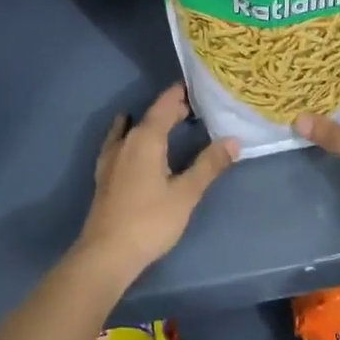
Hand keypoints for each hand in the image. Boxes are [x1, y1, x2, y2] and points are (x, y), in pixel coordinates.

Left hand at [73, 84, 238, 282]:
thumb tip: (233, 140)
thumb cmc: (150, 221)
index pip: (165, 105)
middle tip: (196, 106)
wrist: (107, 254)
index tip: (198, 85)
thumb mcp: (186, 193)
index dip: (180, 94)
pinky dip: (129, 133)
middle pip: (151, 116)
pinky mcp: (106, 174)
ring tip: (171, 121)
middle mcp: (127, 141)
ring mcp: (112, 158)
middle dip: (172, 109)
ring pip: (135, 129)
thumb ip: (209, 165)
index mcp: (146, 139)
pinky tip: (127, 134)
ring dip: (153, 122)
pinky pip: (120, 141)